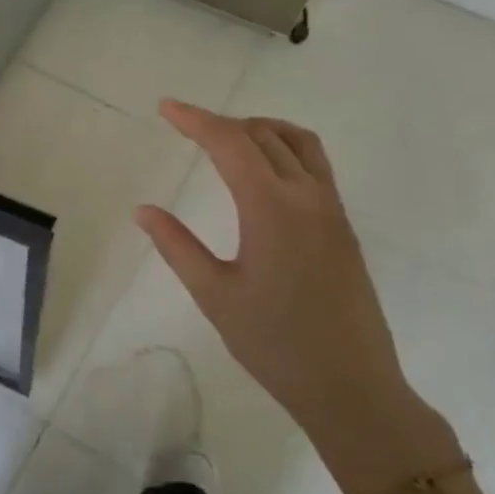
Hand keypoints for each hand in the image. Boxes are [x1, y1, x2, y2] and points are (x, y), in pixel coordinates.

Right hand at [135, 100, 422, 455]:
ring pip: (299, 143)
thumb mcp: (214, 294)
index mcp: (272, 209)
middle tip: (186, 126)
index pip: (232, 144)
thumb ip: (177, 245)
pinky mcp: (342, 226)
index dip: (196, 120)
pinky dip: (284, 149)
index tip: (166, 108)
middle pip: (264, 135)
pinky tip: (263, 174)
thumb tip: (143, 210)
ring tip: (226, 140)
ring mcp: (332, 210)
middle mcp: (308, 197)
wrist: (350, 385)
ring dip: (260, 130)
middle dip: (222, 123)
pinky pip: (315, 165)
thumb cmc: (274, 343)